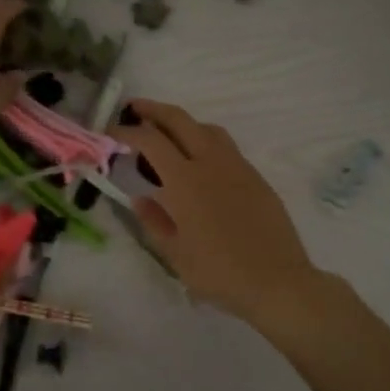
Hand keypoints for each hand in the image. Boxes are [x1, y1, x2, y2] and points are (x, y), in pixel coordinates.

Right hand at [111, 99, 322, 324]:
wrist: (278, 281)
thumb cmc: (219, 273)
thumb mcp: (175, 254)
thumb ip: (154, 221)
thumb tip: (141, 198)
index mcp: (185, 181)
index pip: (150, 141)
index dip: (128, 131)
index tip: (112, 131)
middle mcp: (211, 163)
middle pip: (179, 120)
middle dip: (153, 110)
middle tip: (134, 109)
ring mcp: (237, 167)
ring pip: (207, 128)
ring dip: (183, 123)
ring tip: (168, 135)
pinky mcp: (256, 177)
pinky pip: (226, 147)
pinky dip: (205, 141)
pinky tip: (200, 163)